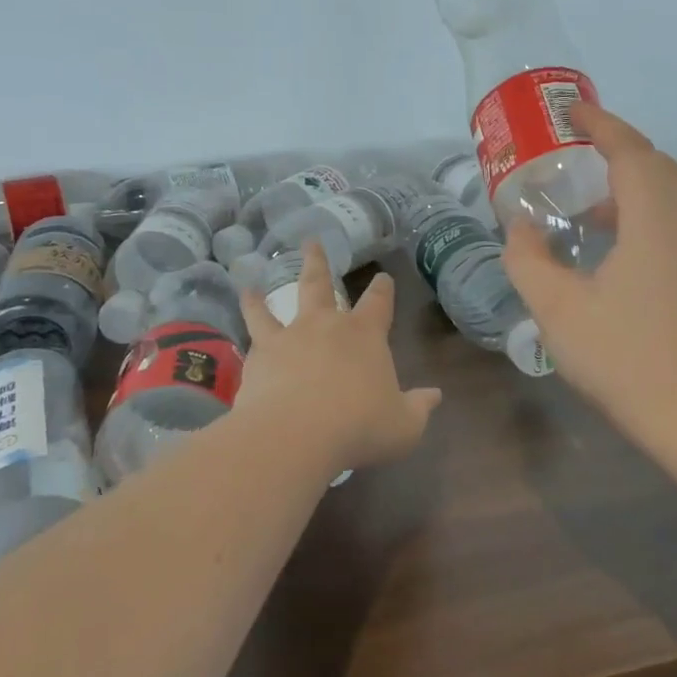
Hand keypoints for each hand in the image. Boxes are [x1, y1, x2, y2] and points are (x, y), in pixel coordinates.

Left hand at [236, 240, 441, 475]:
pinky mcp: (259, 356)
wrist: (296, 435)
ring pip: (274, 305)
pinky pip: (251, 333)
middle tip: (311, 241)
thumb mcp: (403, 425)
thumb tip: (434, 395)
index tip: (383, 277)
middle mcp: (325, 326)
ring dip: (264, 293)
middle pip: (320, 285)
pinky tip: (241, 328)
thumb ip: (418, 407)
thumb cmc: (359, 427)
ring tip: (251, 283)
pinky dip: (246, 321)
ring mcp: (288, 337)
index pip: (378, 303)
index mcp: (365, 335)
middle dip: (318, 262)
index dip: (383, 289)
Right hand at [503, 103, 676, 444]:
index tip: (573, 111)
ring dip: (629, 181)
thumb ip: (528, 260)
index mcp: (651, 225)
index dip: (603, 126)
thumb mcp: (556, 308)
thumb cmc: (621, 357)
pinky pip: (669, 221)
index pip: (631, 154)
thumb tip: (519, 228)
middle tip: (577, 148)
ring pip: (667, 195)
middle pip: (657, 166)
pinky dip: (638, 210)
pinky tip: (605, 243)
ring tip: (583, 200)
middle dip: (619, 147)